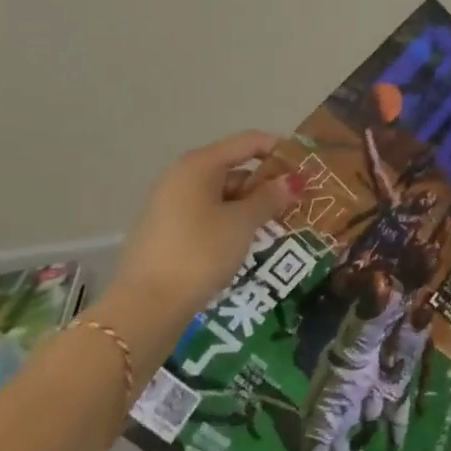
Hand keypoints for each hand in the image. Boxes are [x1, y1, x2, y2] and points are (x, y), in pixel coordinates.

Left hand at [96, 132, 298, 357]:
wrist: (144, 309)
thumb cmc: (200, 253)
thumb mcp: (243, 223)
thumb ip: (270, 197)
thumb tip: (293, 180)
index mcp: (199, 165)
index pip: (248, 142)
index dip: (279, 149)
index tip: (306, 167)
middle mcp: (182, 177)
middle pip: (234, 167)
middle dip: (266, 183)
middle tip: (296, 202)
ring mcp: (171, 204)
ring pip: (221, 194)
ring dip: (250, 206)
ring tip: (276, 226)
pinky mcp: (167, 231)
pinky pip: (207, 214)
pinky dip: (230, 221)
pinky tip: (246, 243)